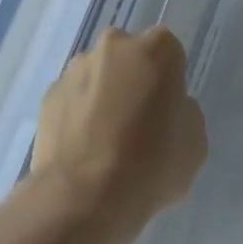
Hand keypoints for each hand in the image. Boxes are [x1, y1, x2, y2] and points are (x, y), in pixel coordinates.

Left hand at [29, 27, 207, 242]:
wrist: (83, 198)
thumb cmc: (151, 163)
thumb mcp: (194, 141)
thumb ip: (183, 113)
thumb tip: (165, 111)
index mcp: (157, 48)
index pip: (169, 54)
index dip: (169, 83)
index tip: (167, 111)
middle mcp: (114, 45)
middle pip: (129, 57)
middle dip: (133, 80)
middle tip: (138, 123)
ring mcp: (76, 69)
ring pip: (98, 76)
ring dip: (103, 96)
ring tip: (105, 142)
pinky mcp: (48, 95)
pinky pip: (72, 100)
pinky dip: (78, 116)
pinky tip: (83, 151)